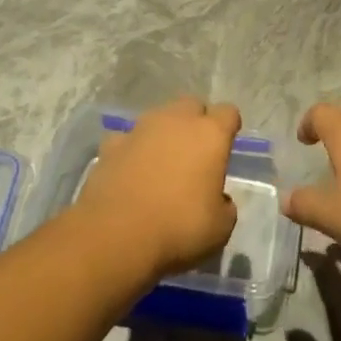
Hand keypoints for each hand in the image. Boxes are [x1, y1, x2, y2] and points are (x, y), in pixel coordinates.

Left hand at [74, 96, 239, 282]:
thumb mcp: (220, 229)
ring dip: (163, 134)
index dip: (229, 127)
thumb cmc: (179, 229)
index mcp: (210, 135)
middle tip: (195, 154)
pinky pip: (127, 139)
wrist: (116, 235)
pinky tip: (130, 173)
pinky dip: (132, 150)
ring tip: (161, 165)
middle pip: (192, 105)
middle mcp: (176, 121)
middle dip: (195, 123)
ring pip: (158, 118)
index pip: (228, 113)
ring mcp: (140, 129)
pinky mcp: (111, 144)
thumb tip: (218, 199)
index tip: (226, 147)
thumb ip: (224, 206)